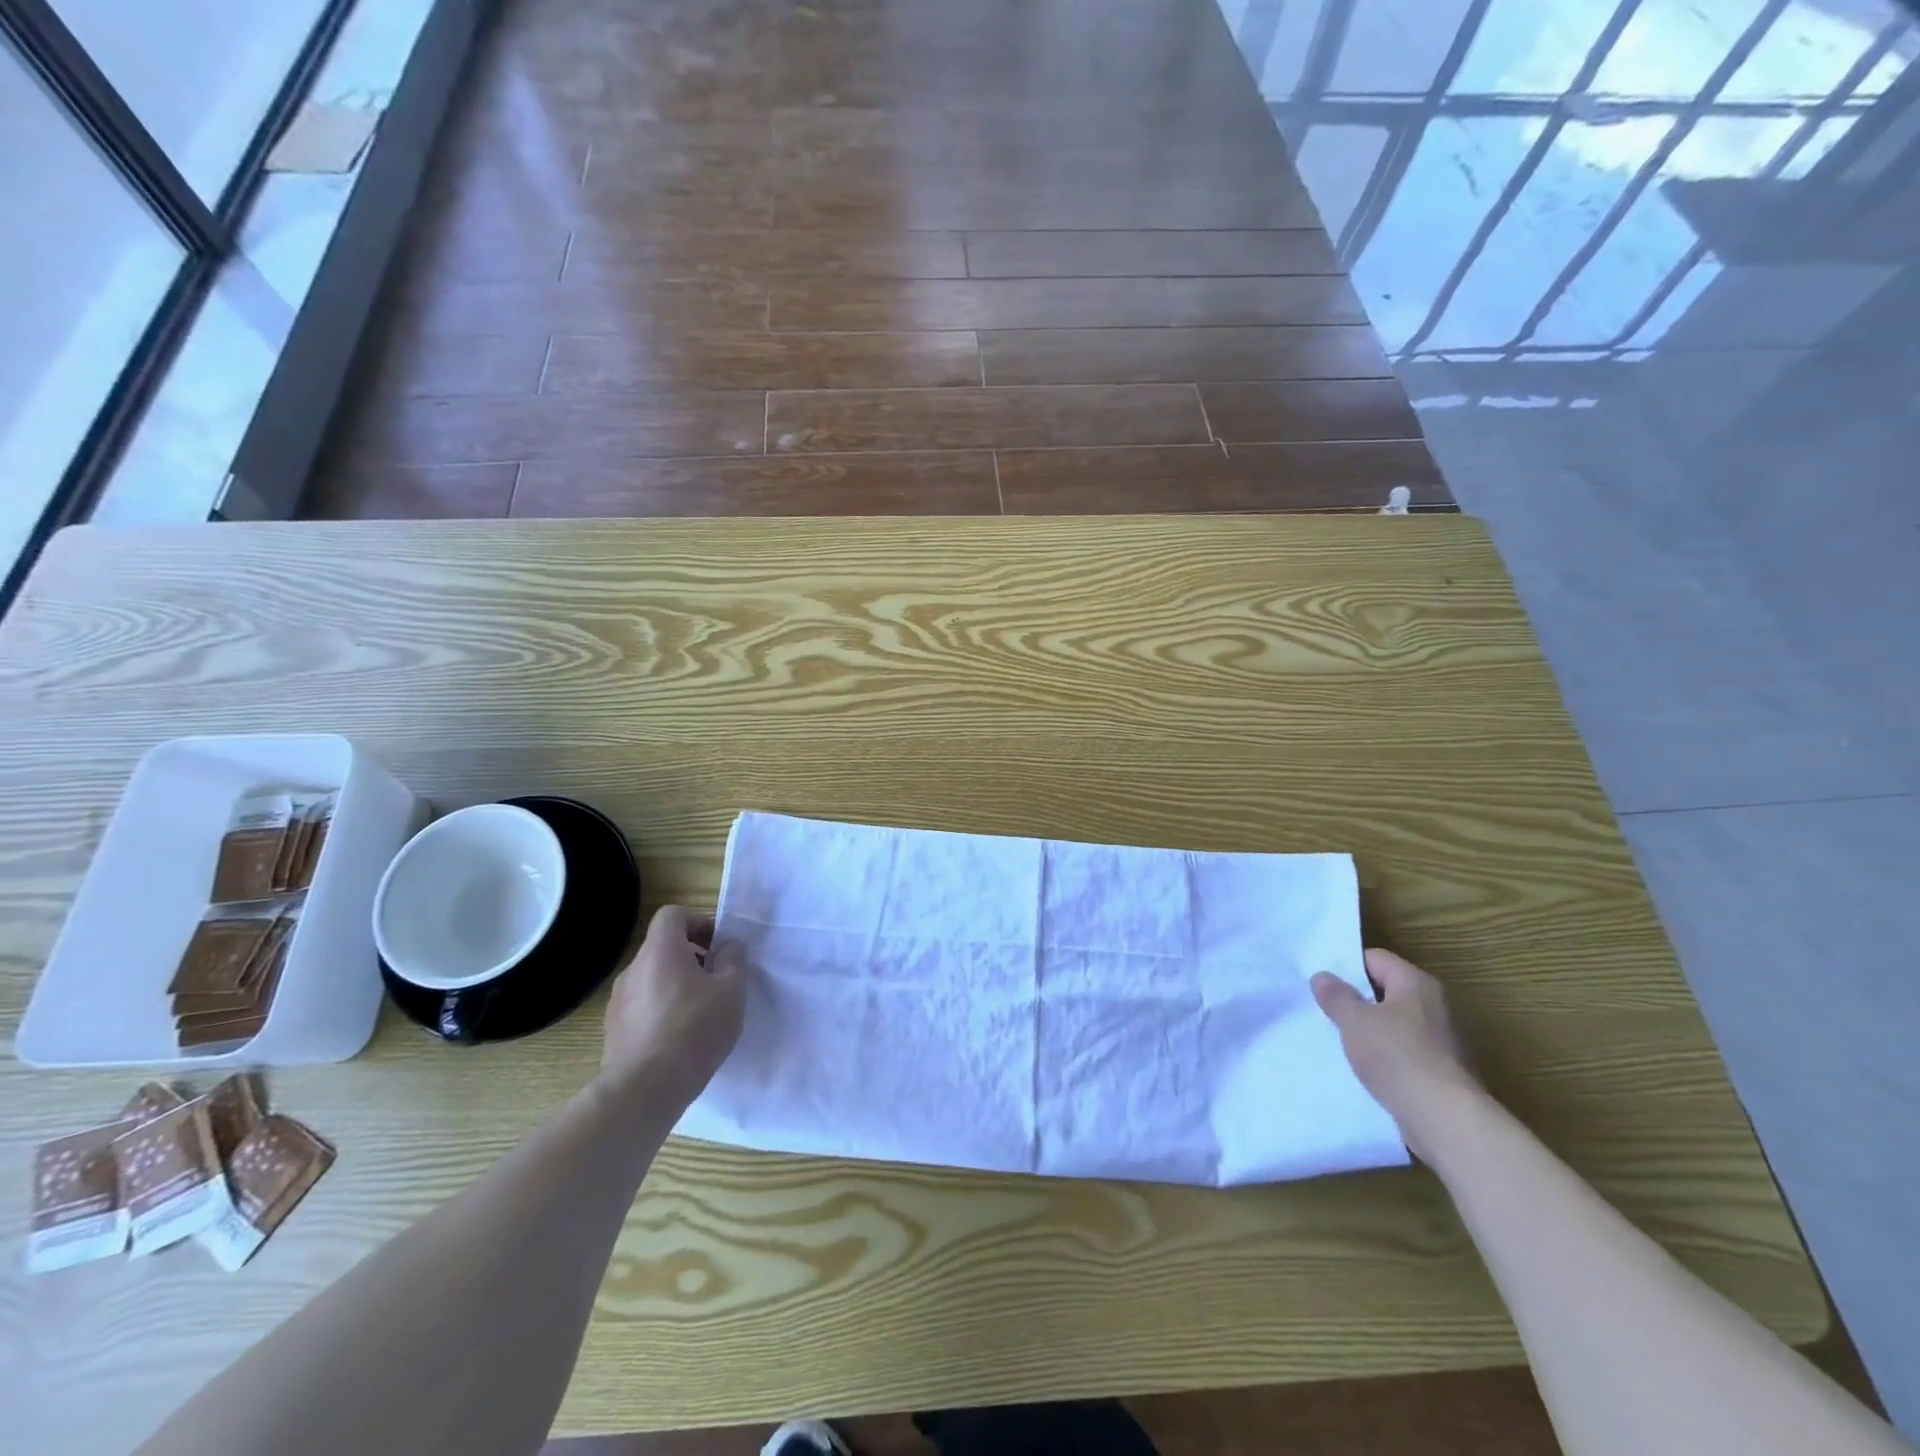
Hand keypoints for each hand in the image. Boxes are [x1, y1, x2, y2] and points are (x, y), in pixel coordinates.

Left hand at [600, 904, 745, 1106]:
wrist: (644, 1090)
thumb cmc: (694, 1029)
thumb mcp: (732, 989)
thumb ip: (733, 959)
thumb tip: (728, 946)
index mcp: (660, 950)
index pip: (673, 914)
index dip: (698, 923)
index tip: (717, 947)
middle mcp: (633, 969)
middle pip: (663, 948)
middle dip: (691, 958)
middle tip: (715, 982)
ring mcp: (618, 1002)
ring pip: (652, 979)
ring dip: (675, 986)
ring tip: (698, 1014)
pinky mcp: (613, 1031)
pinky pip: (642, 1007)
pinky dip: (660, 1012)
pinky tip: (678, 1039)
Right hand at [1311, 948, 1480, 1161]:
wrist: (1446, 1121)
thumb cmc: (1397, 1057)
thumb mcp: (1354, 1020)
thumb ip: (1336, 995)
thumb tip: (1323, 976)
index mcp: (1417, 984)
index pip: (1376, 959)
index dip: (1347, 967)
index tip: (1322, 982)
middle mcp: (1435, 1006)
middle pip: (1387, 991)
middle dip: (1357, 1000)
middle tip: (1325, 1010)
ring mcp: (1443, 1042)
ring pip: (1395, 1025)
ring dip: (1370, 1031)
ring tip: (1340, 1040)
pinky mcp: (1443, 1073)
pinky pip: (1405, 1054)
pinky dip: (1386, 1058)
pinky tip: (1365, 1069)